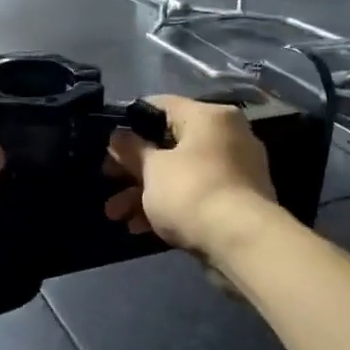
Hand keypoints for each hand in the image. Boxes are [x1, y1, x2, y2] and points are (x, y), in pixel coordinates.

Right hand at [105, 96, 277, 259]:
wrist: (242, 243)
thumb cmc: (192, 192)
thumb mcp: (151, 169)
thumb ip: (131, 149)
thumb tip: (118, 136)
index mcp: (209, 116)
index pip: (162, 105)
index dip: (130, 122)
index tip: (109, 141)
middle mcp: (227, 136)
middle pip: (169, 144)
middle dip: (133, 168)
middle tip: (106, 180)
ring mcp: (235, 171)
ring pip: (179, 174)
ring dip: (144, 193)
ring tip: (115, 215)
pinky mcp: (237, 202)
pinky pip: (195, 195)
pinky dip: (168, 206)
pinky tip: (139, 228)